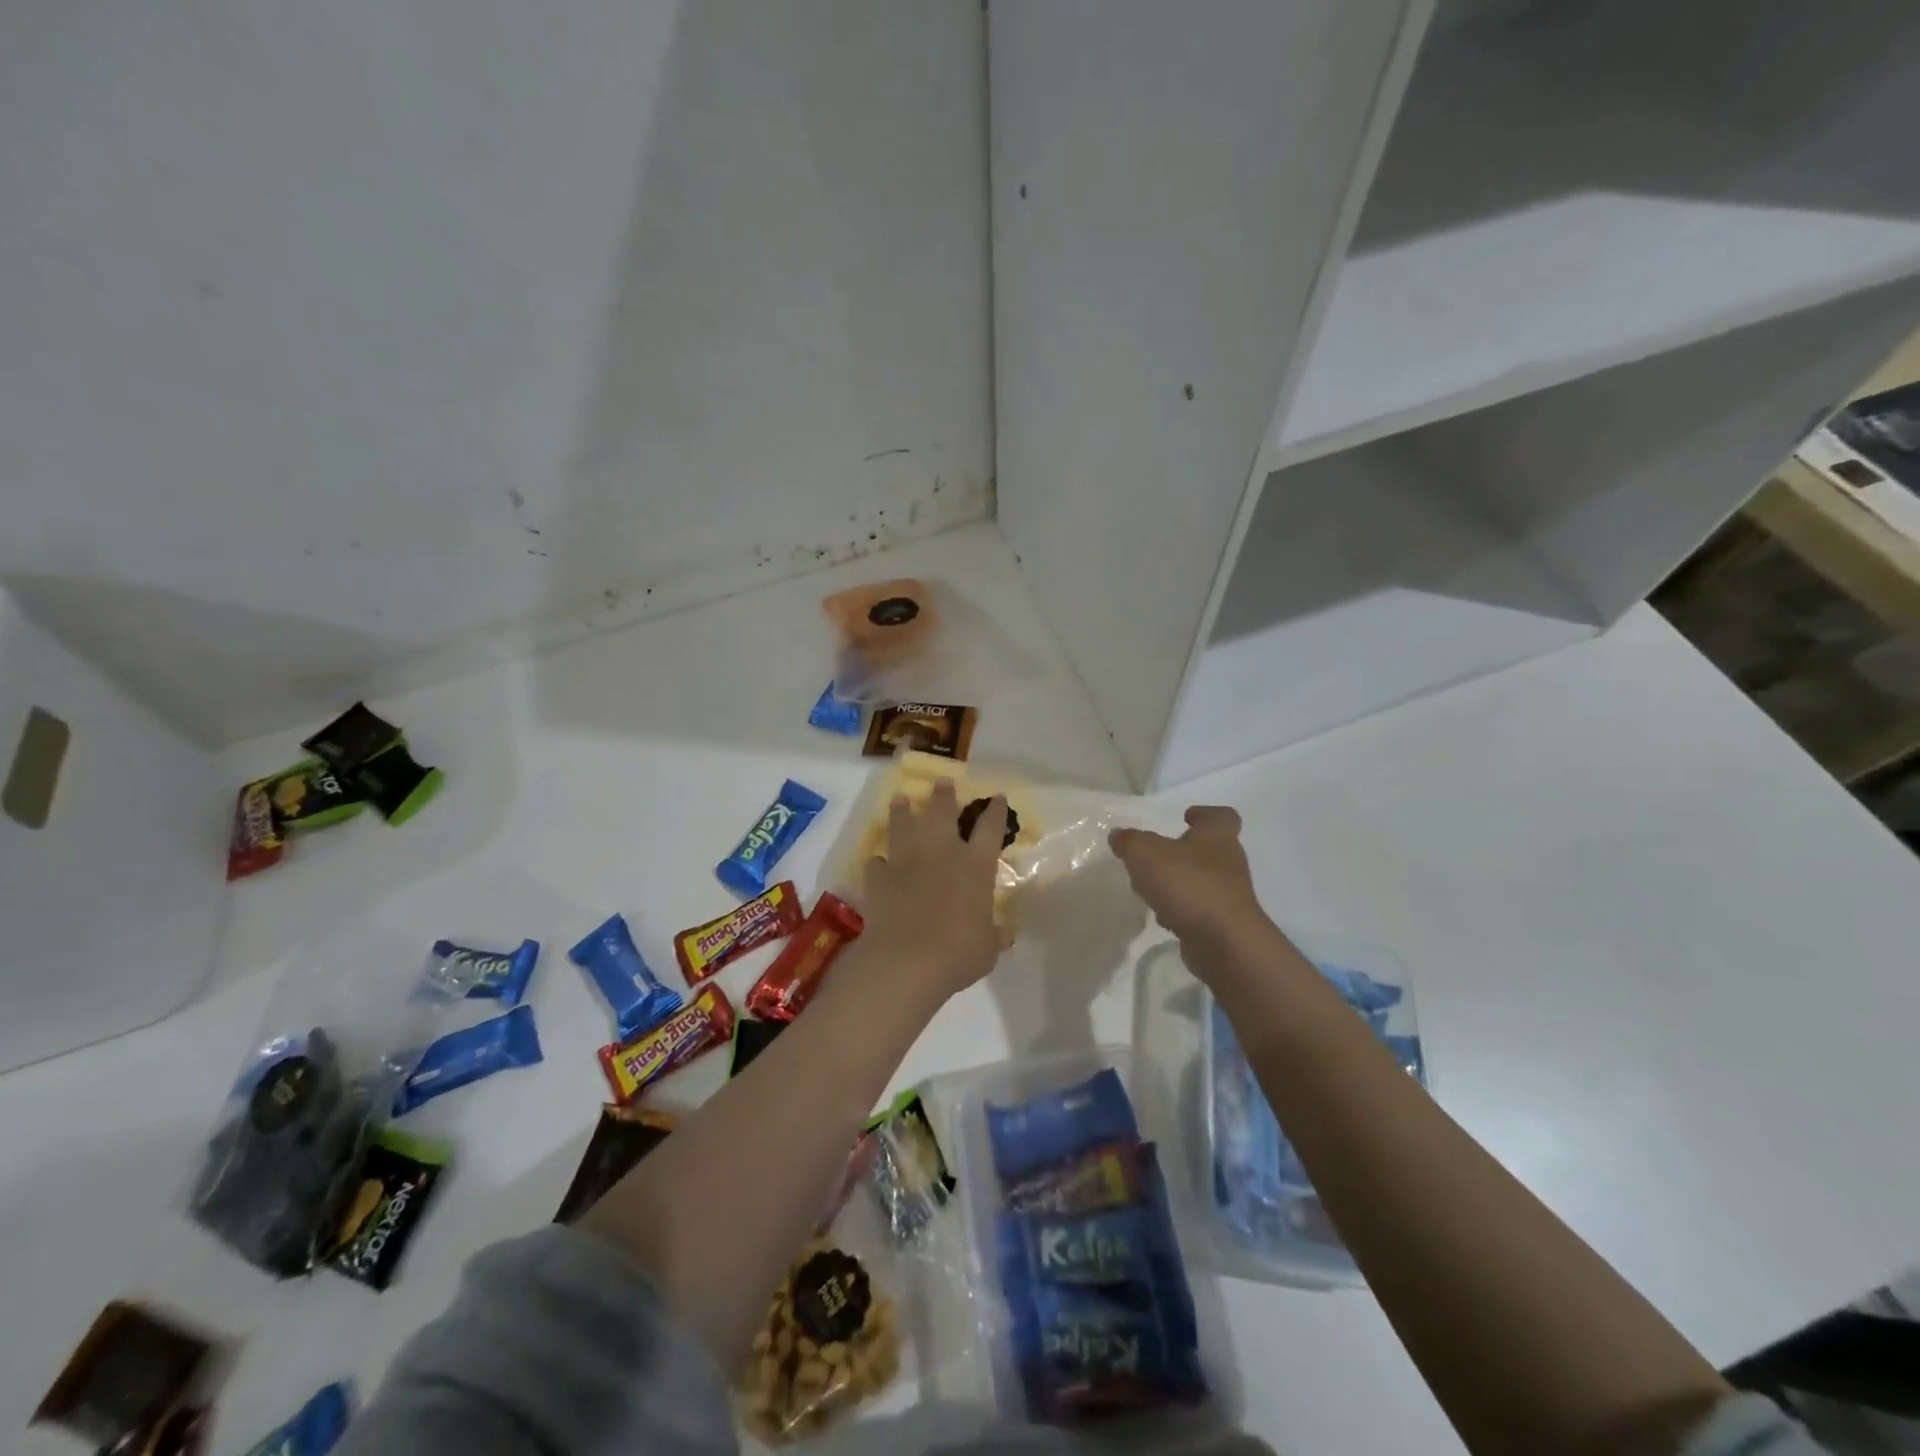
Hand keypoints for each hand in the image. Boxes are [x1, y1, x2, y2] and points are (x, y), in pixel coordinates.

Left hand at [855, 780, 1007, 1009]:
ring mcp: (906, 862)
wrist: (906, 962)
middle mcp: (941, 852)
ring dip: (902, 810)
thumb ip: (995, 935)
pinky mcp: (879, 878)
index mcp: (975, 865)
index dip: (994, 810)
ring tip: (900, 799)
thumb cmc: (958, 953)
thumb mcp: (989, 947)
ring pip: (903, 824)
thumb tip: (1004, 934)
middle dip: (943, 795)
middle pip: (942, 812)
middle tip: (942, 782)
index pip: (990, 827)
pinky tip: (879, 861)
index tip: (996, 796)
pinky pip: (878, 862)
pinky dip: (880, 861)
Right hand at [1110, 806, 1272, 953]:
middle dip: (1181, 852)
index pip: (1221, 815)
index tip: (1186, 817)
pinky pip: (1199, 909)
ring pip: (1201, 881)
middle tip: (1155, 856)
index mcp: (1217, 836)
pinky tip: (1163, 917)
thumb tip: (1119, 835)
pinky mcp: (1224, 924)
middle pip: (1208, 849)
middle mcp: (1229, 862)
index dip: (1204, 813)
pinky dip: (1182, 910)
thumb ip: (1129, 841)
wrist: (1224, 943)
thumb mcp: (1145, 853)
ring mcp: (1229, 895)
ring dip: (1178, 883)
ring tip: (1151, 889)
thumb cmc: (1188, 885)